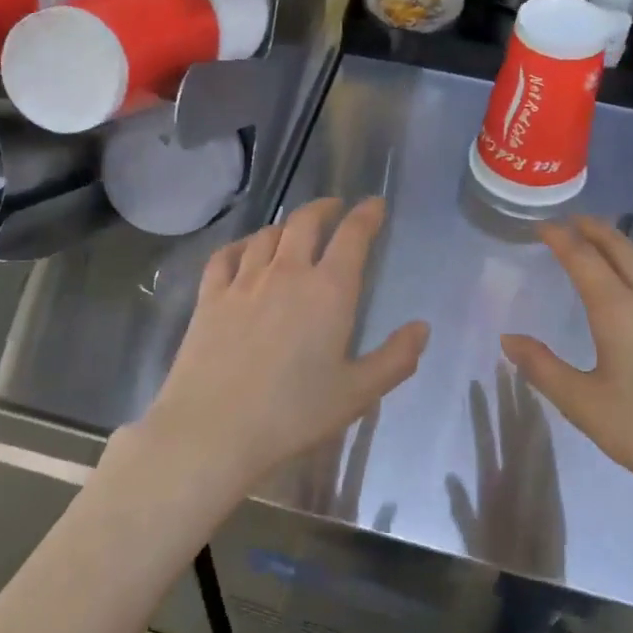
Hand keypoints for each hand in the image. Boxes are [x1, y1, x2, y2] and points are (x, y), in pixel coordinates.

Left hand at [133, 197, 429, 502]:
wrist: (213, 429)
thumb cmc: (293, 414)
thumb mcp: (357, 393)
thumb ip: (395, 359)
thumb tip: (422, 328)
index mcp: (329, 290)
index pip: (352, 236)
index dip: (366, 214)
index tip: (375, 204)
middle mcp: (287, 273)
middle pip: (306, 222)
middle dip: (325, 207)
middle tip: (335, 207)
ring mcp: (244, 281)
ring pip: (267, 235)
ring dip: (286, 226)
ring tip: (294, 230)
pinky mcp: (210, 296)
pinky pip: (226, 255)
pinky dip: (241, 245)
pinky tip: (244, 250)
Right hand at [500, 217, 632, 529]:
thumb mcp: (584, 406)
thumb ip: (542, 367)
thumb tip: (508, 338)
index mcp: (619, 312)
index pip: (584, 259)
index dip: (560, 238)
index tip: (542, 226)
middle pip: (621, 249)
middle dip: (593, 229)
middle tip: (571, 221)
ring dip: (621, 243)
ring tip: (603, 242)